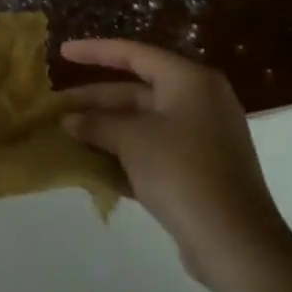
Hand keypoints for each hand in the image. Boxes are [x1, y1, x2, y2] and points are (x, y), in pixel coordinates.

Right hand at [58, 39, 289, 284]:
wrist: (233, 240)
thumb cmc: (181, 171)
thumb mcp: (130, 140)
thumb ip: (96, 124)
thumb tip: (69, 121)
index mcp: (190, 81)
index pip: (134, 54)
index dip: (94, 52)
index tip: (62, 52)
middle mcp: (200, 101)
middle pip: (136, 90)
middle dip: (95, 100)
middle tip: (57, 105)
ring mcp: (202, 136)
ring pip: (142, 122)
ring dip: (106, 128)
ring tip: (68, 134)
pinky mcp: (200, 168)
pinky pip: (153, 148)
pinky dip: (125, 151)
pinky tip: (93, 163)